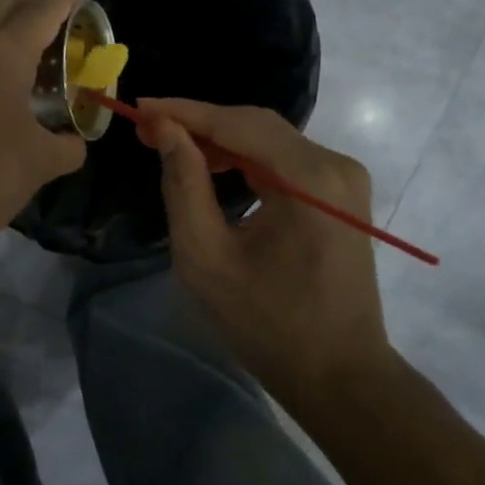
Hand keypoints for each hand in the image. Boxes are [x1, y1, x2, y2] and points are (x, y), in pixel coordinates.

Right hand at [137, 98, 395, 409]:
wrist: (341, 375)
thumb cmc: (268, 325)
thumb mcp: (207, 258)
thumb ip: (184, 186)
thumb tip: (166, 132)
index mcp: (309, 179)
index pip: (237, 124)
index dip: (184, 112)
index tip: (139, 108)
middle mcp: (335, 165)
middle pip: (256, 124)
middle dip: (200, 123)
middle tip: (149, 129)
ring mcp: (344, 178)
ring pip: (270, 139)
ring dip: (221, 139)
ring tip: (172, 145)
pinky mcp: (342, 193)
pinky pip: (286, 159)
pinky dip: (246, 157)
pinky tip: (215, 165)